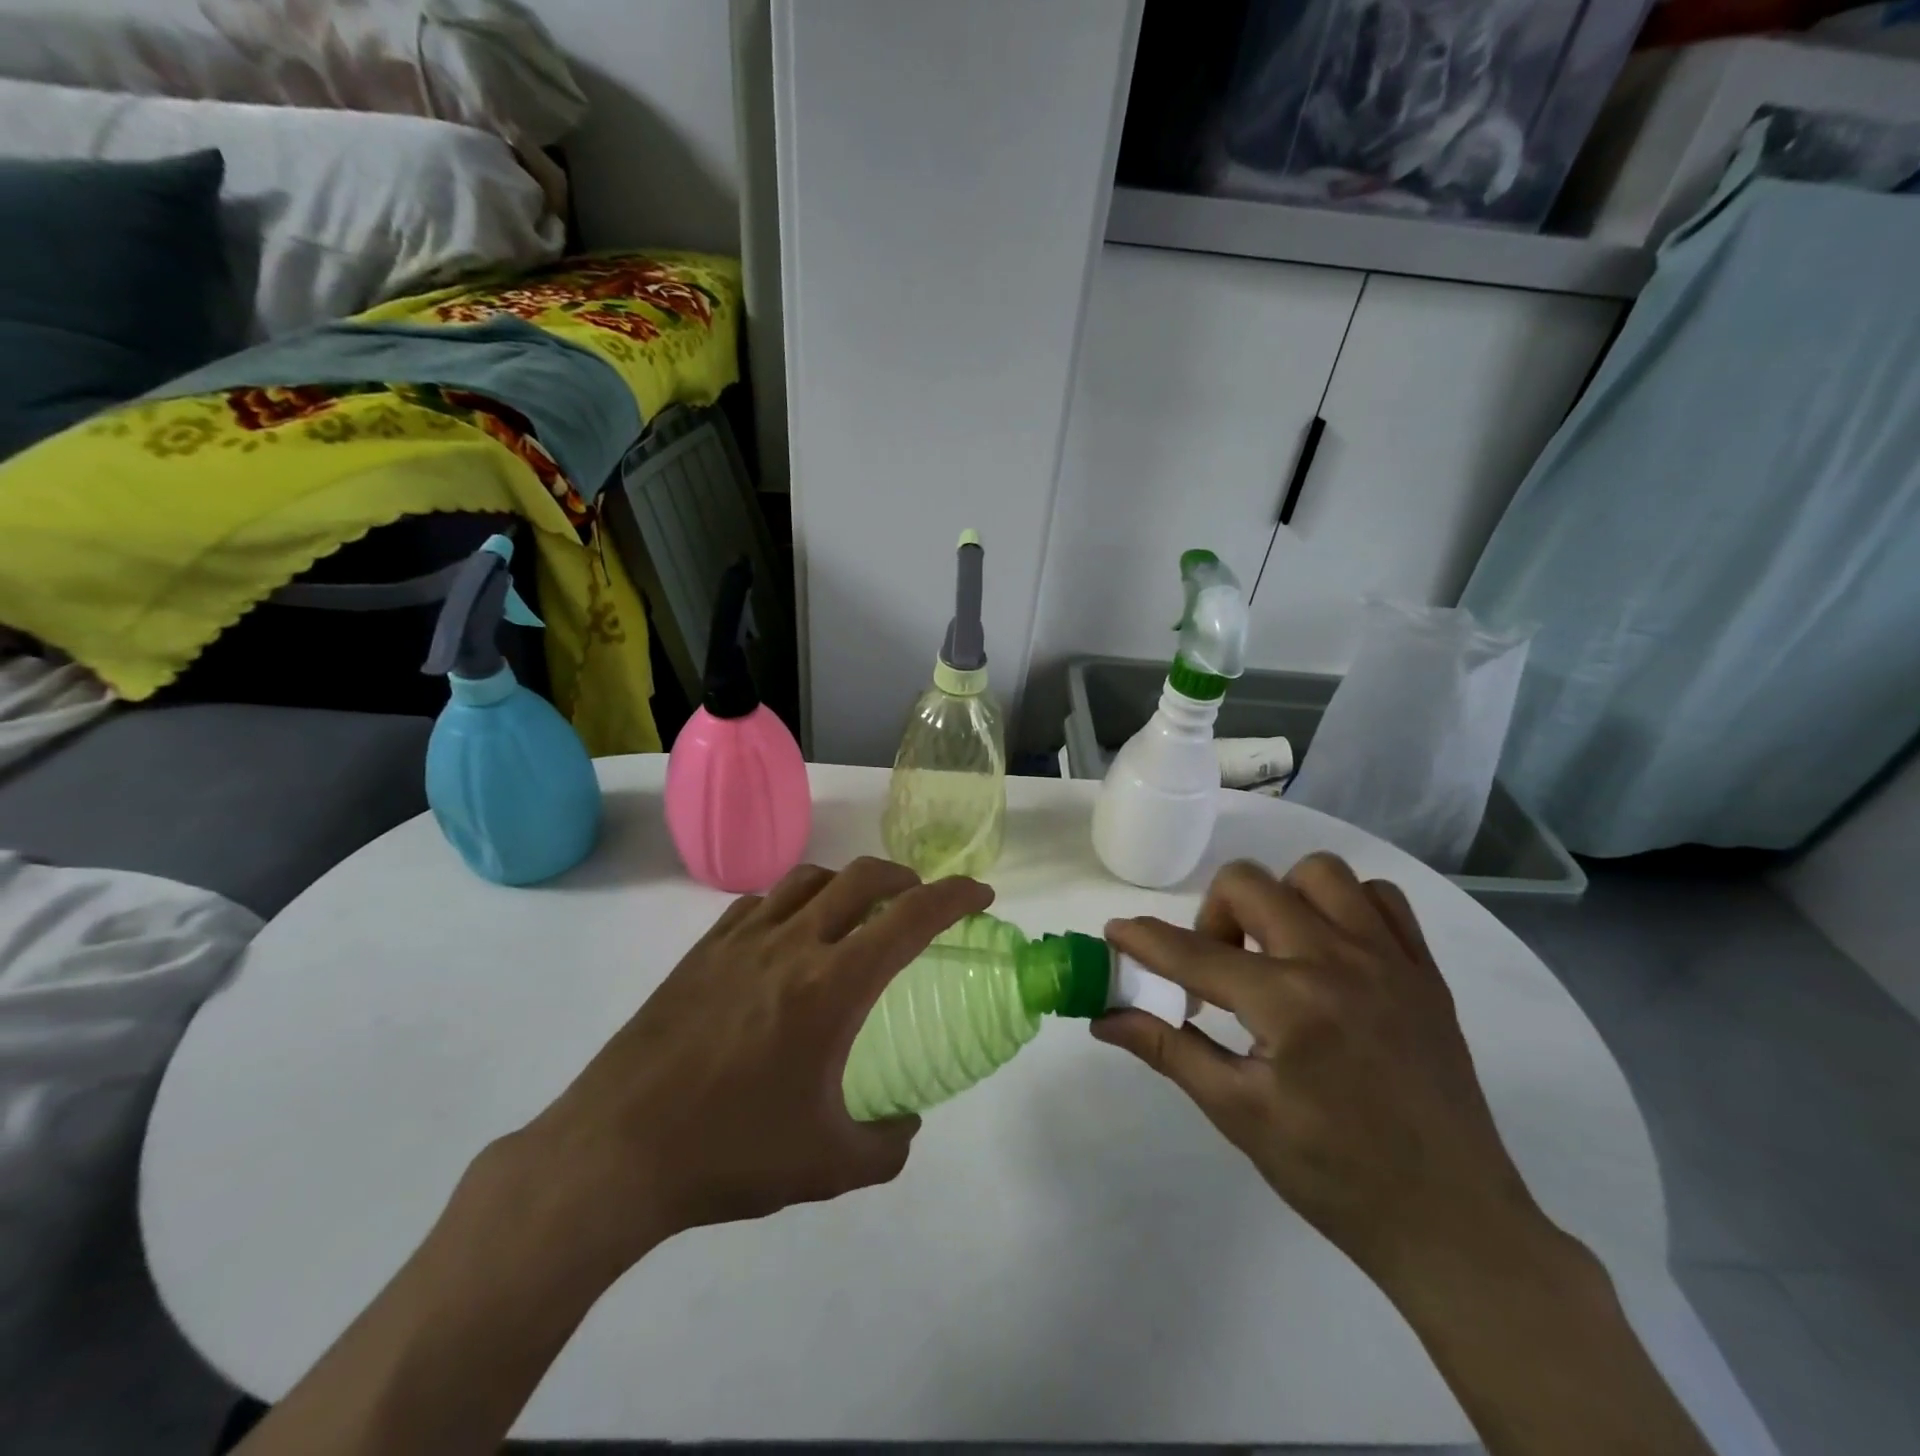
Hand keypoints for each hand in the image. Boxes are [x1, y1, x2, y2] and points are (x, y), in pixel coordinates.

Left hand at [499, 857, 992, 1285]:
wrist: (615, 1152)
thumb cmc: (730, 1154)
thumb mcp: (828, 1166)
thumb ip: (887, 1146)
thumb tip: (906, 1124)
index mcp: (831, 987)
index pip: (910, 918)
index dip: (955, 896)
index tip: (980, 895)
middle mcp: (792, 945)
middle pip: (862, 877)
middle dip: (906, 878)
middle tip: (920, 904)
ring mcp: (741, 940)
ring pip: (809, 878)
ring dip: (847, 883)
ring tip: (856, 915)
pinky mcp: (702, 950)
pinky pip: (761, 902)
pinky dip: (794, 902)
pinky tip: (789, 938)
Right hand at [1095, 854, 1552, 1294]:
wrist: (1453, 1222)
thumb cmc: (1333, 1174)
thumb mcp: (1237, 1113)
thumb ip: (1168, 1049)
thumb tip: (1104, 1017)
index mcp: (1288, 1005)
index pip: (1193, 952)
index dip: (1143, 938)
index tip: (1115, 931)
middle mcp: (1338, 962)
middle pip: (1249, 883)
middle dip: (1212, 915)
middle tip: (1215, 967)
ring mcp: (1389, 959)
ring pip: (1318, 873)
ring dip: (1280, 898)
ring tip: (1275, 949)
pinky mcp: (1424, 970)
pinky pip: (1380, 898)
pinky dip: (1345, 906)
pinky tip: (1331, 950)